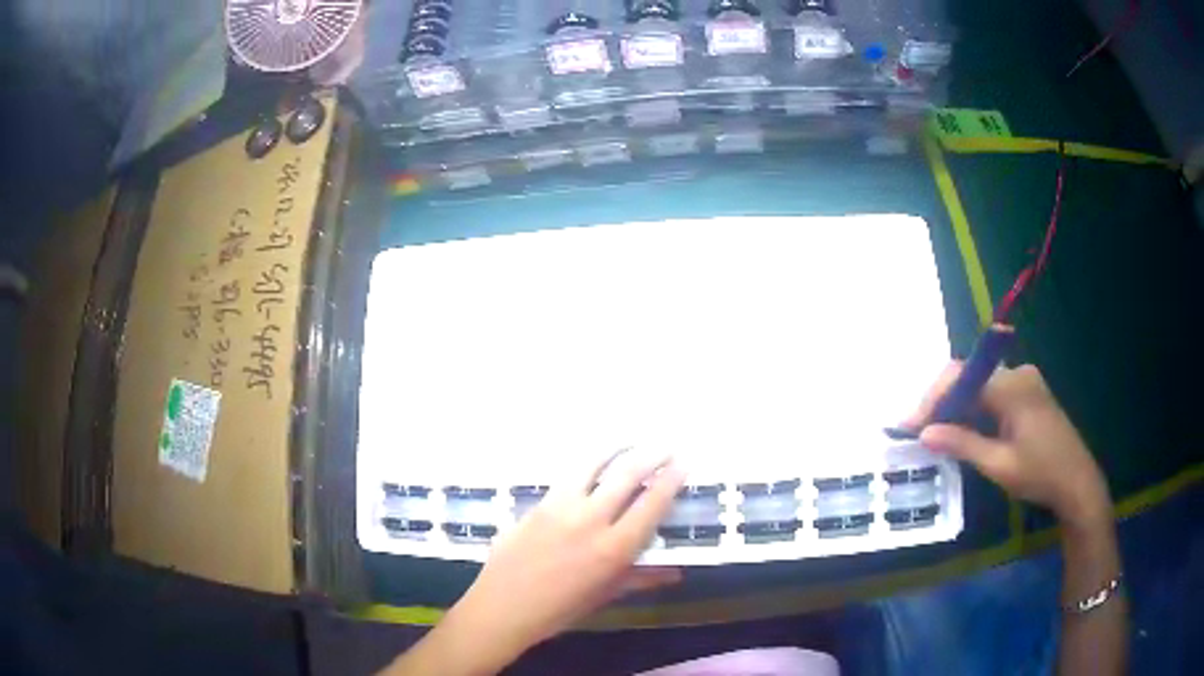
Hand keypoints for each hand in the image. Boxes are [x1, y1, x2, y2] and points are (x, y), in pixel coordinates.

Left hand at [446, 449, 685, 664]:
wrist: (503, 607)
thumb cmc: (558, 610)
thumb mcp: (604, 596)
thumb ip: (640, 578)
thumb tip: (675, 572)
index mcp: (613, 549)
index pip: (651, 505)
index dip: (671, 481)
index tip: (683, 464)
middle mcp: (590, 521)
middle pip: (626, 476)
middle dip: (651, 456)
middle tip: (665, 446)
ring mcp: (561, 507)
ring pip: (593, 465)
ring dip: (616, 450)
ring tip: (630, 441)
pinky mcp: (538, 503)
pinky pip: (567, 476)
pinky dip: (586, 465)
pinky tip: (592, 463)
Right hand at [901, 363, 1110, 527]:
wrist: (1078, 482)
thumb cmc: (1040, 475)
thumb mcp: (999, 465)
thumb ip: (962, 444)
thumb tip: (924, 433)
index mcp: (1012, 386)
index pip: (962, 377)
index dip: (932, 398)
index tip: (909, 425)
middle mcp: (1018, 373)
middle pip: (970, 378)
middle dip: (942, 403)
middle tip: (918, 431)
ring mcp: (1025, 381)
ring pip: (980, 386)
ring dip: (958, 407)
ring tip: (935, 433)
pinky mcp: (1029, 393)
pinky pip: (994, 393)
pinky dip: (975, 410)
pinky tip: (964, 430)